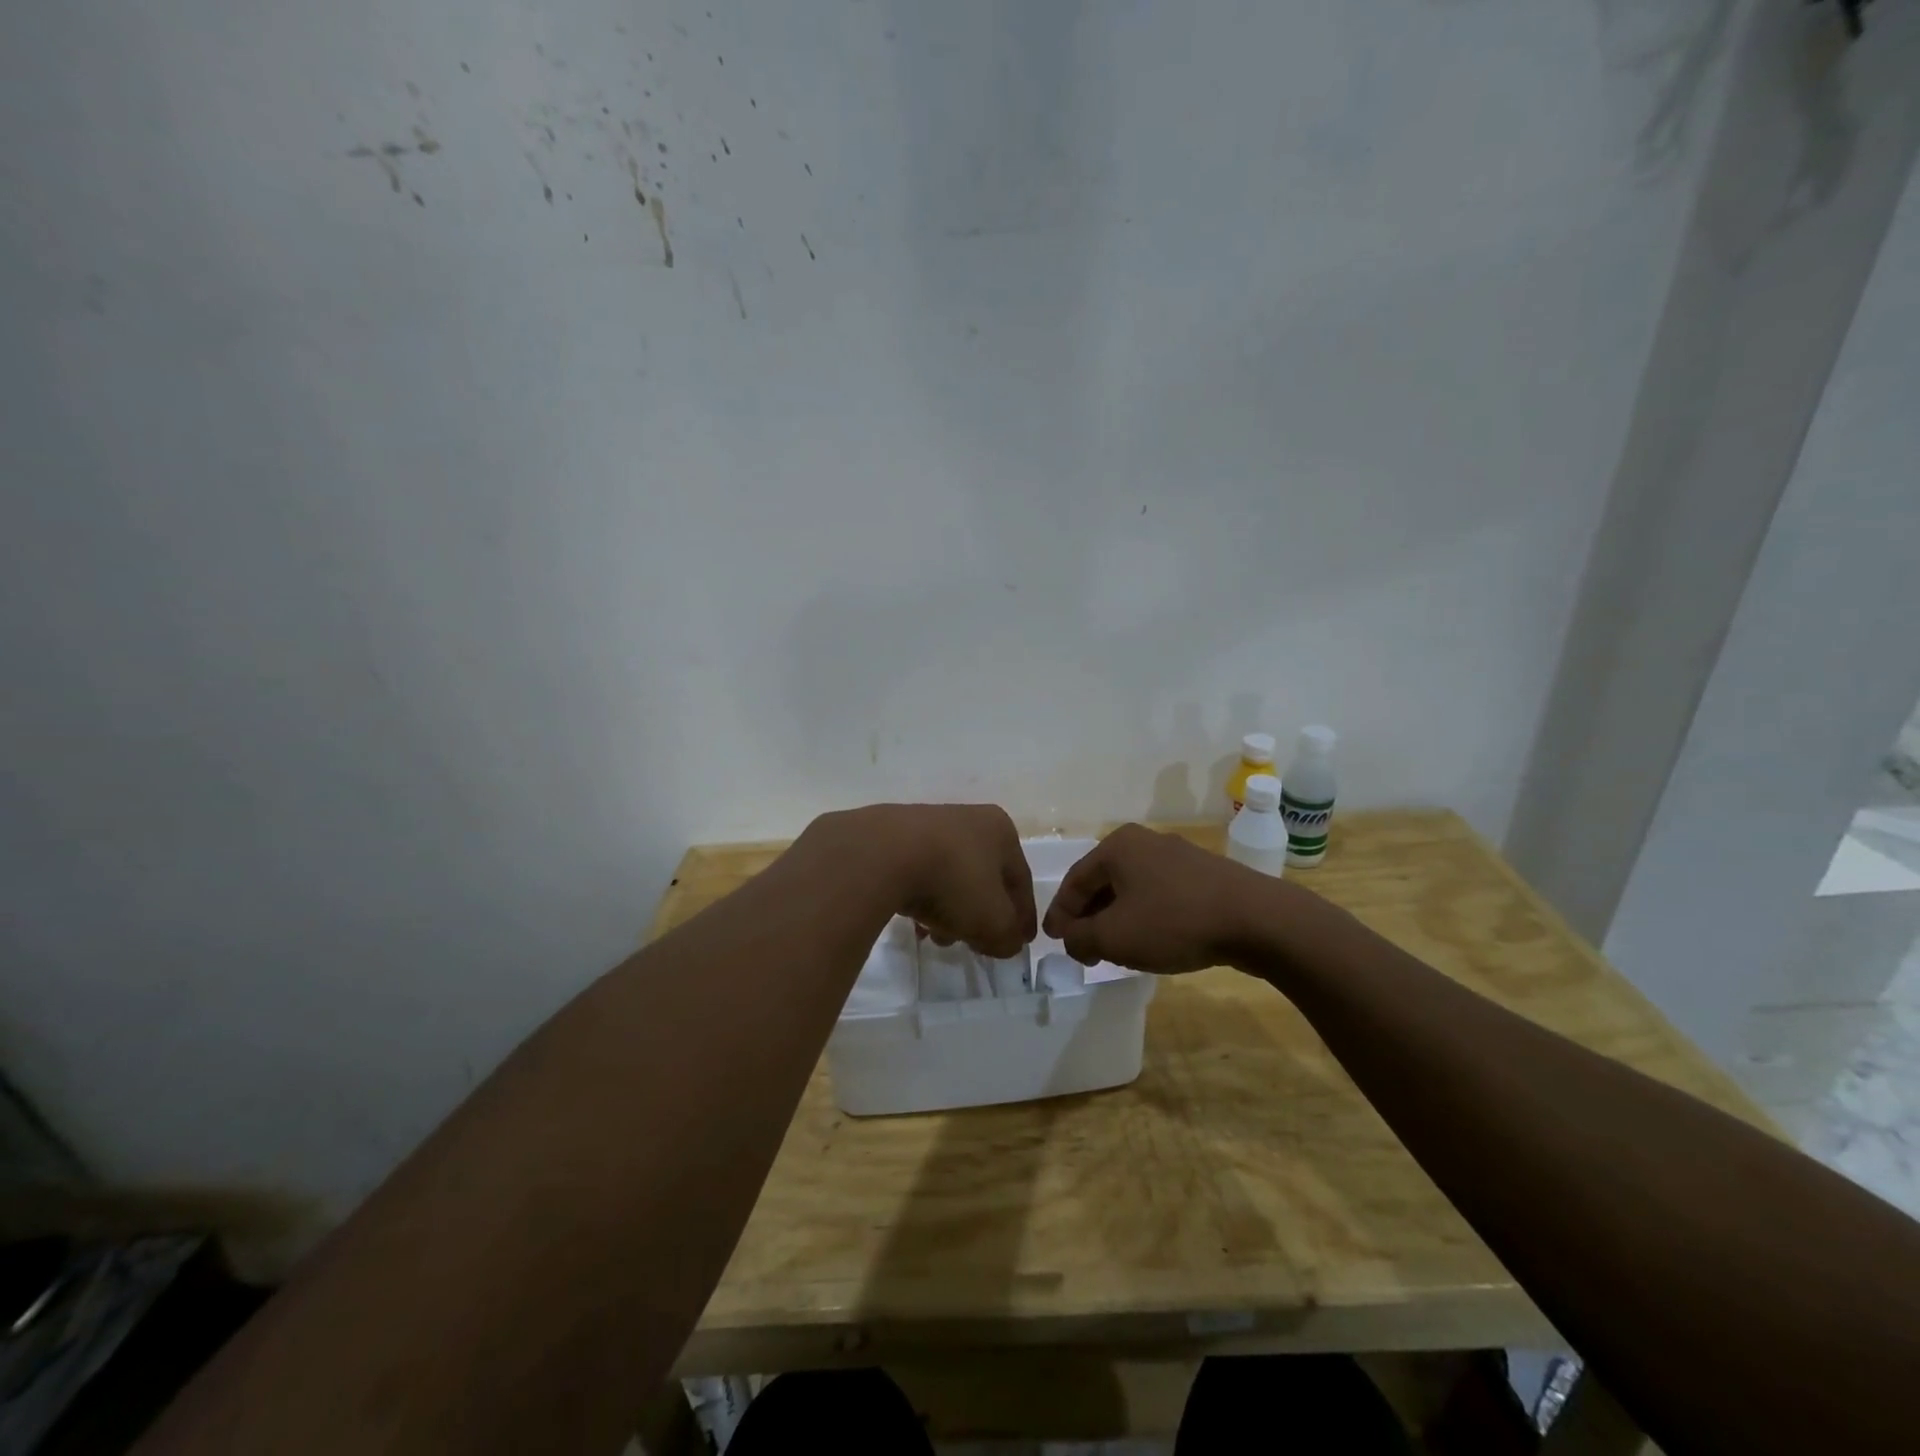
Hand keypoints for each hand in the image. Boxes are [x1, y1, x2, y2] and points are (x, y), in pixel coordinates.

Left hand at [830, 803, 1036, 958]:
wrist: (883, 855)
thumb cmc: (954, 882)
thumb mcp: (993, 921)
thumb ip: (1008, 937)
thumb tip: (1007, 942)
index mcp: (1000, 830)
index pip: (1020, 880)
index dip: (1023, 916)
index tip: (1020, 943)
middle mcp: (968, 819)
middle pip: (983, 879)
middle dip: (980, 917)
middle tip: (974, 945)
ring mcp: (928, 825)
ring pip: (950, 878)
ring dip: (950, 912)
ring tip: (936, 938)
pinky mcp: (894, 836)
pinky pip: (919, 874)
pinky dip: (922, 899)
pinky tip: (913, 923)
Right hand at [1042, 823, 1268, 973]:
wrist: (1257, 920)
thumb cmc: (1174, 921)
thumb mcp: (1114, 936)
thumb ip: (1080, 937)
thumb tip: (1071, 938)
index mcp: (1117, 846)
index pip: (1074, 881)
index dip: (1060, 914)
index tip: (1053, 941)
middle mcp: (1144, 842)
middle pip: (1103, 882)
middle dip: (1089, 917)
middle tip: (1081, 948)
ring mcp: (1177, 856)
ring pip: (1132, 890)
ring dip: (1116, 919)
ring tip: (1113, 949)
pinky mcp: (1203, 875)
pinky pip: (1159, 895)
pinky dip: (1145, 917)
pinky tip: (1150, 940)